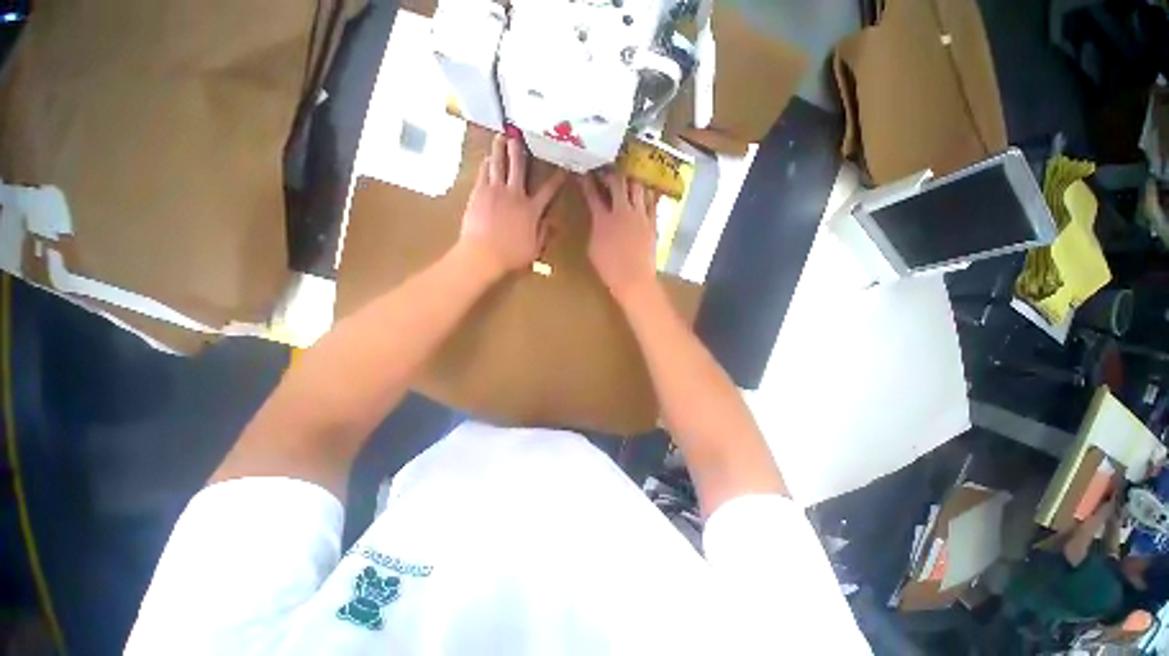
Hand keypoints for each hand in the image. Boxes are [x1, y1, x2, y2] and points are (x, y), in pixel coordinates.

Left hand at [458, 135, 565, 276]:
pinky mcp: (479, 193)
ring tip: (500, 137)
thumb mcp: (534, 249)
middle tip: (519, 134)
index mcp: (531, 210)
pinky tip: (487, 159)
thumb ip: (544, 233)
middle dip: (520, 150)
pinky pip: (484, 173)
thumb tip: (553, 221)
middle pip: (518, 167)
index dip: (557, 178)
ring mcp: (495, 191)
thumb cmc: (511, 255)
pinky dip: (486, 164)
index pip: (548, 190)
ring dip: (500, 149)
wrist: (482, 254)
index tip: (563, 167)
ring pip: (498, 164)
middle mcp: (515, 195)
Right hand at [579, 172, 656, 302]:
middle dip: (611, 172)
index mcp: (603, 219)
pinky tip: (648, 188)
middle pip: (617, 183)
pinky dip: (648, 192)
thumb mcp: (593, 248)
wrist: (634, 279)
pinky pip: (652, 201)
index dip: (587, 181)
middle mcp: (622, 211)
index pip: (592, 194)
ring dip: (632, 178)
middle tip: (608, 168)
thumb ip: (595, 229)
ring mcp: (640, 215)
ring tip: (629, 173)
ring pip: (638, 187)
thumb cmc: (609, 268)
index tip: (584, 172)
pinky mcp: (652, 222)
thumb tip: (598, 219)